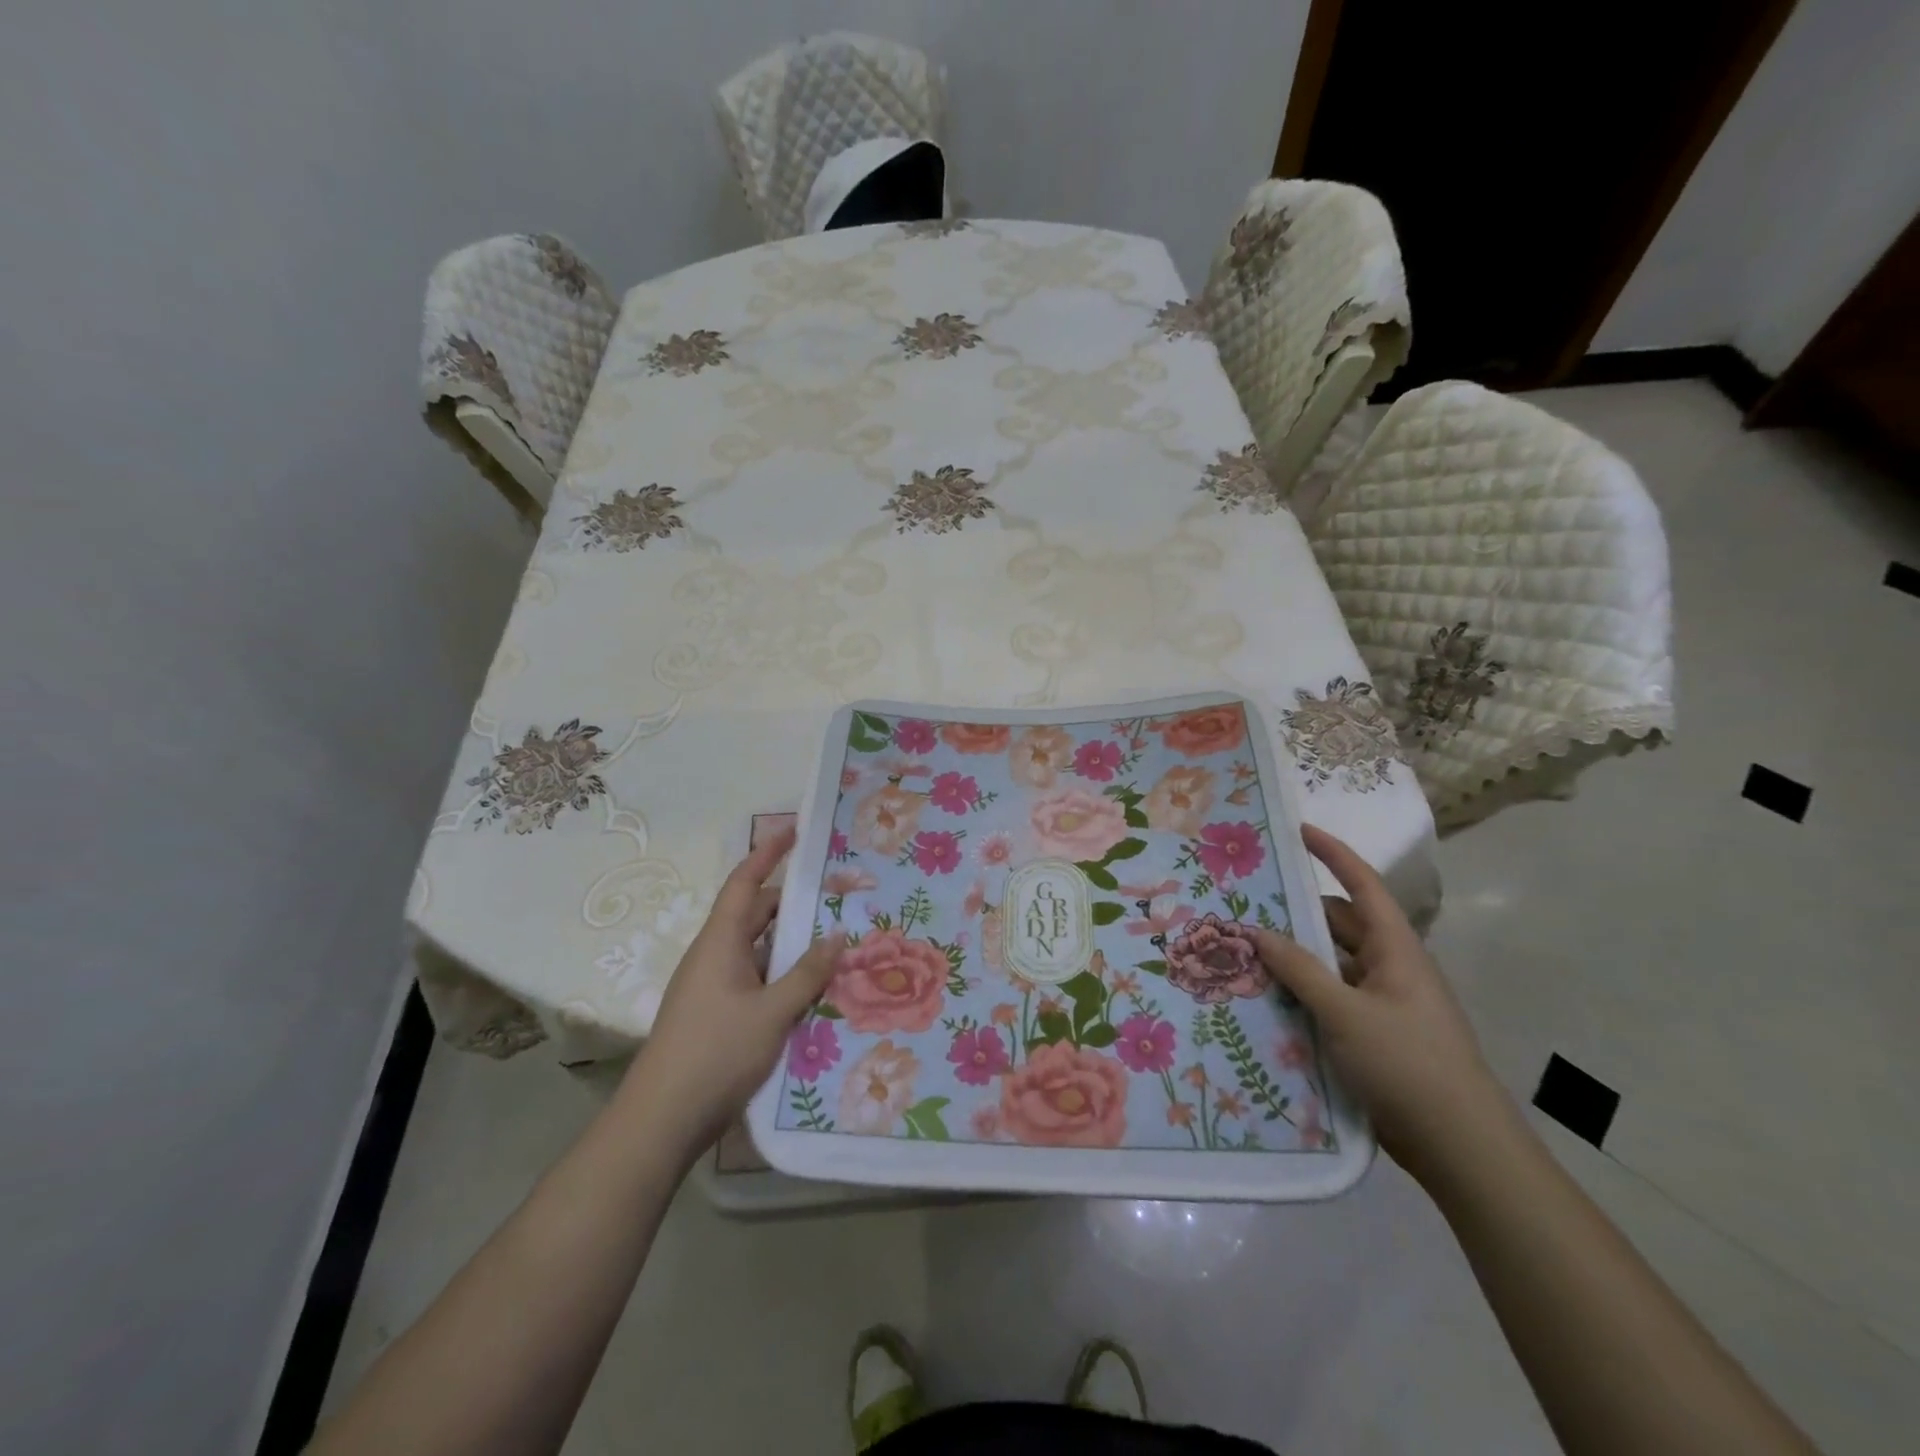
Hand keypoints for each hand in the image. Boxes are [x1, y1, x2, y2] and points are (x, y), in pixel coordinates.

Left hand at [621, 825, 842, 1161]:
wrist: (663, 1119)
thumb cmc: (716, 1052)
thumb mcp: (772, 1012)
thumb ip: (807, 973)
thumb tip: (836, 935)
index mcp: (721, 942)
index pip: (745, 882)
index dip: (768, 853)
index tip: (795, 831)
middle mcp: (715, 955)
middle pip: (755, 914)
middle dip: (792, 902)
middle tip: (836, 894)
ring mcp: (715, 986)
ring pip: (758, 949)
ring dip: (790, 942)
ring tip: (835, 937)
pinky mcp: (718, 1014)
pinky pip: (756, 978)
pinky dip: (782, 973)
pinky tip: (812, 987)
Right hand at [1254, 825, 1512, 1185]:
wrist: (1460, 1147)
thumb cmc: (1408, 1065)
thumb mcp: (1346, 1013)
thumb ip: (1301, 970)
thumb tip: (1260, 932)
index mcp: (1396, 950)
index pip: (1362, 885)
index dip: (1332, 854)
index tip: (1297, 830)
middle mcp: (1390, 968)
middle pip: (1340, 925)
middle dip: (1298, 912)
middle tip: (1247, 903)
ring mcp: (1384, 1004)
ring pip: (1332, 965)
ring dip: (1296, 957)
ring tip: (1246, 951)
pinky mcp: (1374, 1036)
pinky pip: (1332, 999)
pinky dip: (1303, 993)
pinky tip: (1267, 1000)